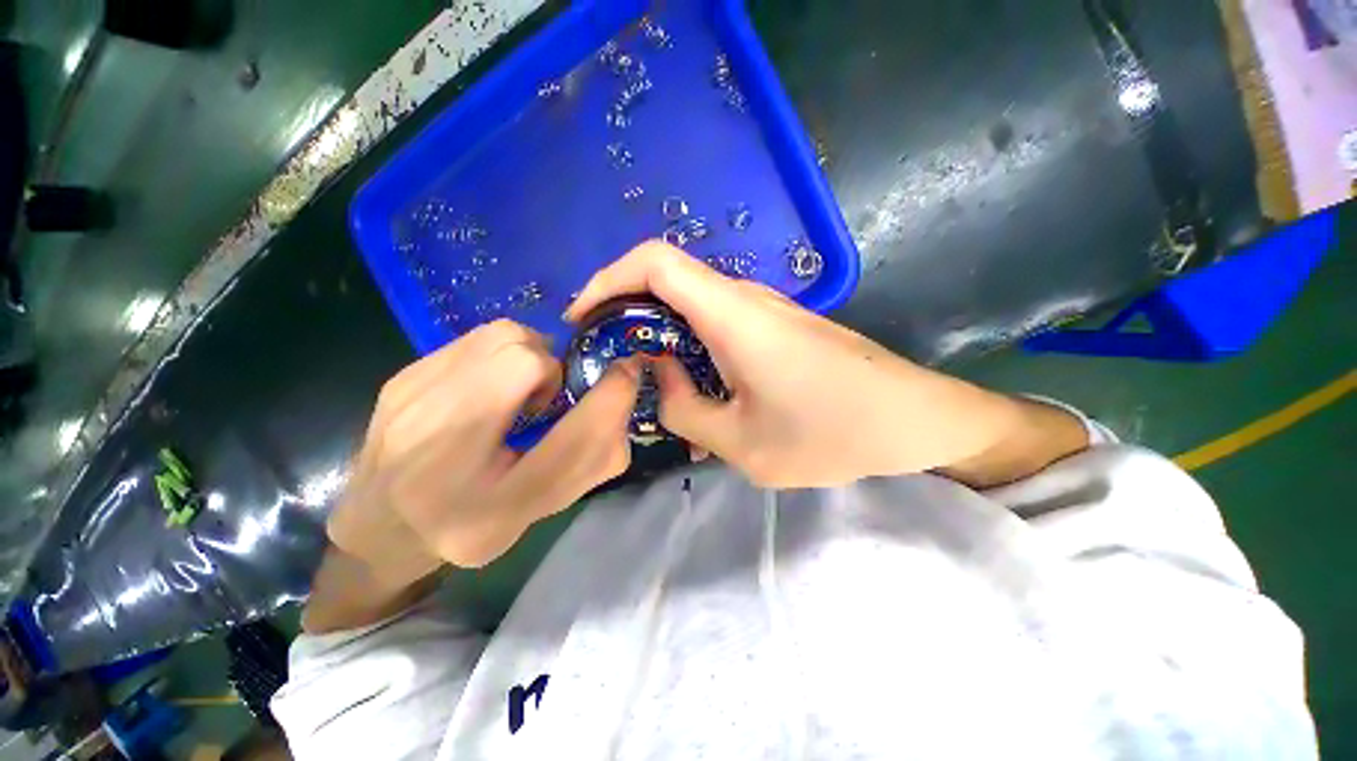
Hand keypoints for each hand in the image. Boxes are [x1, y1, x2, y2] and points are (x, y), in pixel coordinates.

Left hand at [328, 319, 640, 582]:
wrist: (380, 524)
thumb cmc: (472, 524)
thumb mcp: (541, 507)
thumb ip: (592, 460)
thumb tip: (622, 391)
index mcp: (489, 508)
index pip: (572, 443)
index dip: (610, 399)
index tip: (624, 374)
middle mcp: (441, 453)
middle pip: (524, 360)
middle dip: (553, 371)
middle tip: (546, 400)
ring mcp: (410, 404)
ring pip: (501, 336)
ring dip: (529, 355)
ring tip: (518, 389)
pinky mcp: (400, 378)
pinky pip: (476, 339)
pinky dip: (500, 353)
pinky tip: (487, 385)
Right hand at [567, 242, 1080, 487]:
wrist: (913, 420)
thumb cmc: (832, 433)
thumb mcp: (742, 444)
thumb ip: (684, 411)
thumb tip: (660, 379)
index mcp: (733, 315)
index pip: (655, 262)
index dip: (608, 278)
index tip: (582, 317)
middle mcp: (744, 299)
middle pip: (667, 282)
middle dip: (625, 314)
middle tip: (606, 358)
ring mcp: (763, 310)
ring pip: (691, 308)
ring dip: (660, 339)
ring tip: (648, 385)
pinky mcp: (776, 326)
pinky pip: (716, 326)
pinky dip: (689, 350)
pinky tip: (695, 392)